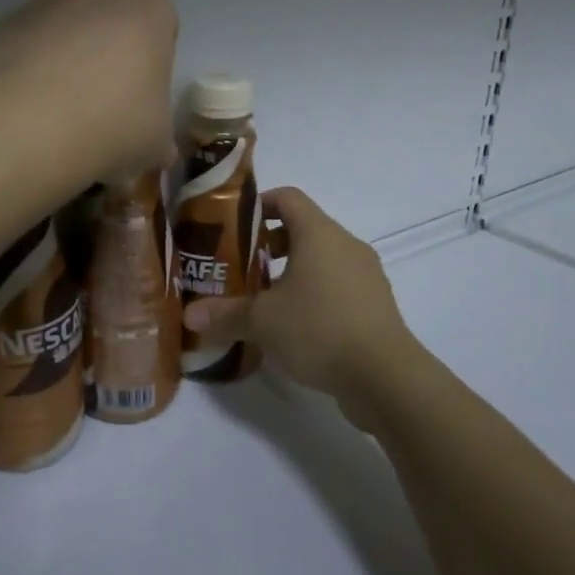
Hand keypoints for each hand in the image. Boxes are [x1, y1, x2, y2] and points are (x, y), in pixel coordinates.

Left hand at [0, 0, 178, 181]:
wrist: (29, 127)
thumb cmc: (114, 125)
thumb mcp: (157, 144)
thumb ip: (160, 139)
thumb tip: (158, 151)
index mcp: (149, 8)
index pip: (160, 30)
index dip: (150, 68)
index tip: (138, 102)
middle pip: (110, 21)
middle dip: (107, 54)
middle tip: (101, 106)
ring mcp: (47, 1)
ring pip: (66, 28)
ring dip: (66, 58)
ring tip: (58, 111)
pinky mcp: (6, 22)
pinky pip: (28, 43)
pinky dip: (30, 67)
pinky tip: (27, 108)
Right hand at [183, 187, 420, 425]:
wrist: (385, 377)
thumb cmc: (319, 329)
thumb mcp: (262, 321)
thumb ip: (224, 314)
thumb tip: (189, 316)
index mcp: (319, 234)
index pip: (287, 198)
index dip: (258, 204)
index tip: (233, 225)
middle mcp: (346, 245)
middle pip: (303, 228)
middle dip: (269, 244)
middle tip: (240, 267)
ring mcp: (366, 275)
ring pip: (321, 259)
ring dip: (292, 271)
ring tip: (263, 300)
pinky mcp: (375, 304)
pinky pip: (337, 286)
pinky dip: (314, 293)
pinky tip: (294, 326)